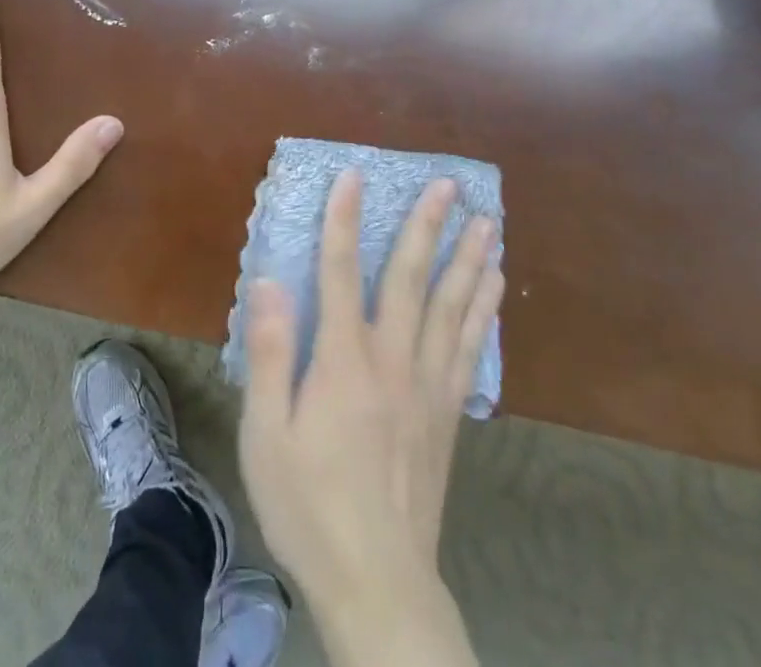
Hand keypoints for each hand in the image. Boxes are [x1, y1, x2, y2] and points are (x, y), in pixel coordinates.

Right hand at [239, 169, 500, 653]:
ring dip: (470, 260)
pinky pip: (470, 349)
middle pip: (411, 279)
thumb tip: (270, 282)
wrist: (378, 583)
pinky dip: (483, 312)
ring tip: (488, 223)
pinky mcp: (448, 414)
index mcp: (344, 361)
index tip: (352, 176)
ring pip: (452, 308)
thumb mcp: (266, 435)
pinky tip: (493, 290)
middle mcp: (392, 360)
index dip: (344, 220)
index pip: (340, 272)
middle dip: (428, 226)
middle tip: (450, 184)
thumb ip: (269, 355)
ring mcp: (428, 387)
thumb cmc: (310, 505)